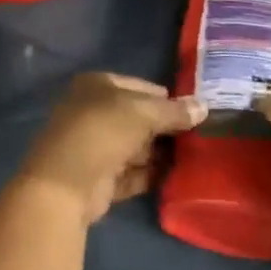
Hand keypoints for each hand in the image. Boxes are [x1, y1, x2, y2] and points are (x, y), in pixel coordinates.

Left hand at [18, 73, 206, 225]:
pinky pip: (132, 173)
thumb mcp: (144, 112)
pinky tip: (178, 177)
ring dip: (160, 153)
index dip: (165, 97)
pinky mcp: (100, 179)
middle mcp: (93, 113)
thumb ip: (174, 111)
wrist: (67, 183)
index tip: (193, 110)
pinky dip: (152, 174)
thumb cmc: (103, 131)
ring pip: (136, 147)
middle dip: (165, 127)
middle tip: (200, 135)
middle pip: (138, 118)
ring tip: (196, 156)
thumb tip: (203, 107)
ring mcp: (96, 147)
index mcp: (97, 86)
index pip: (138, 86)